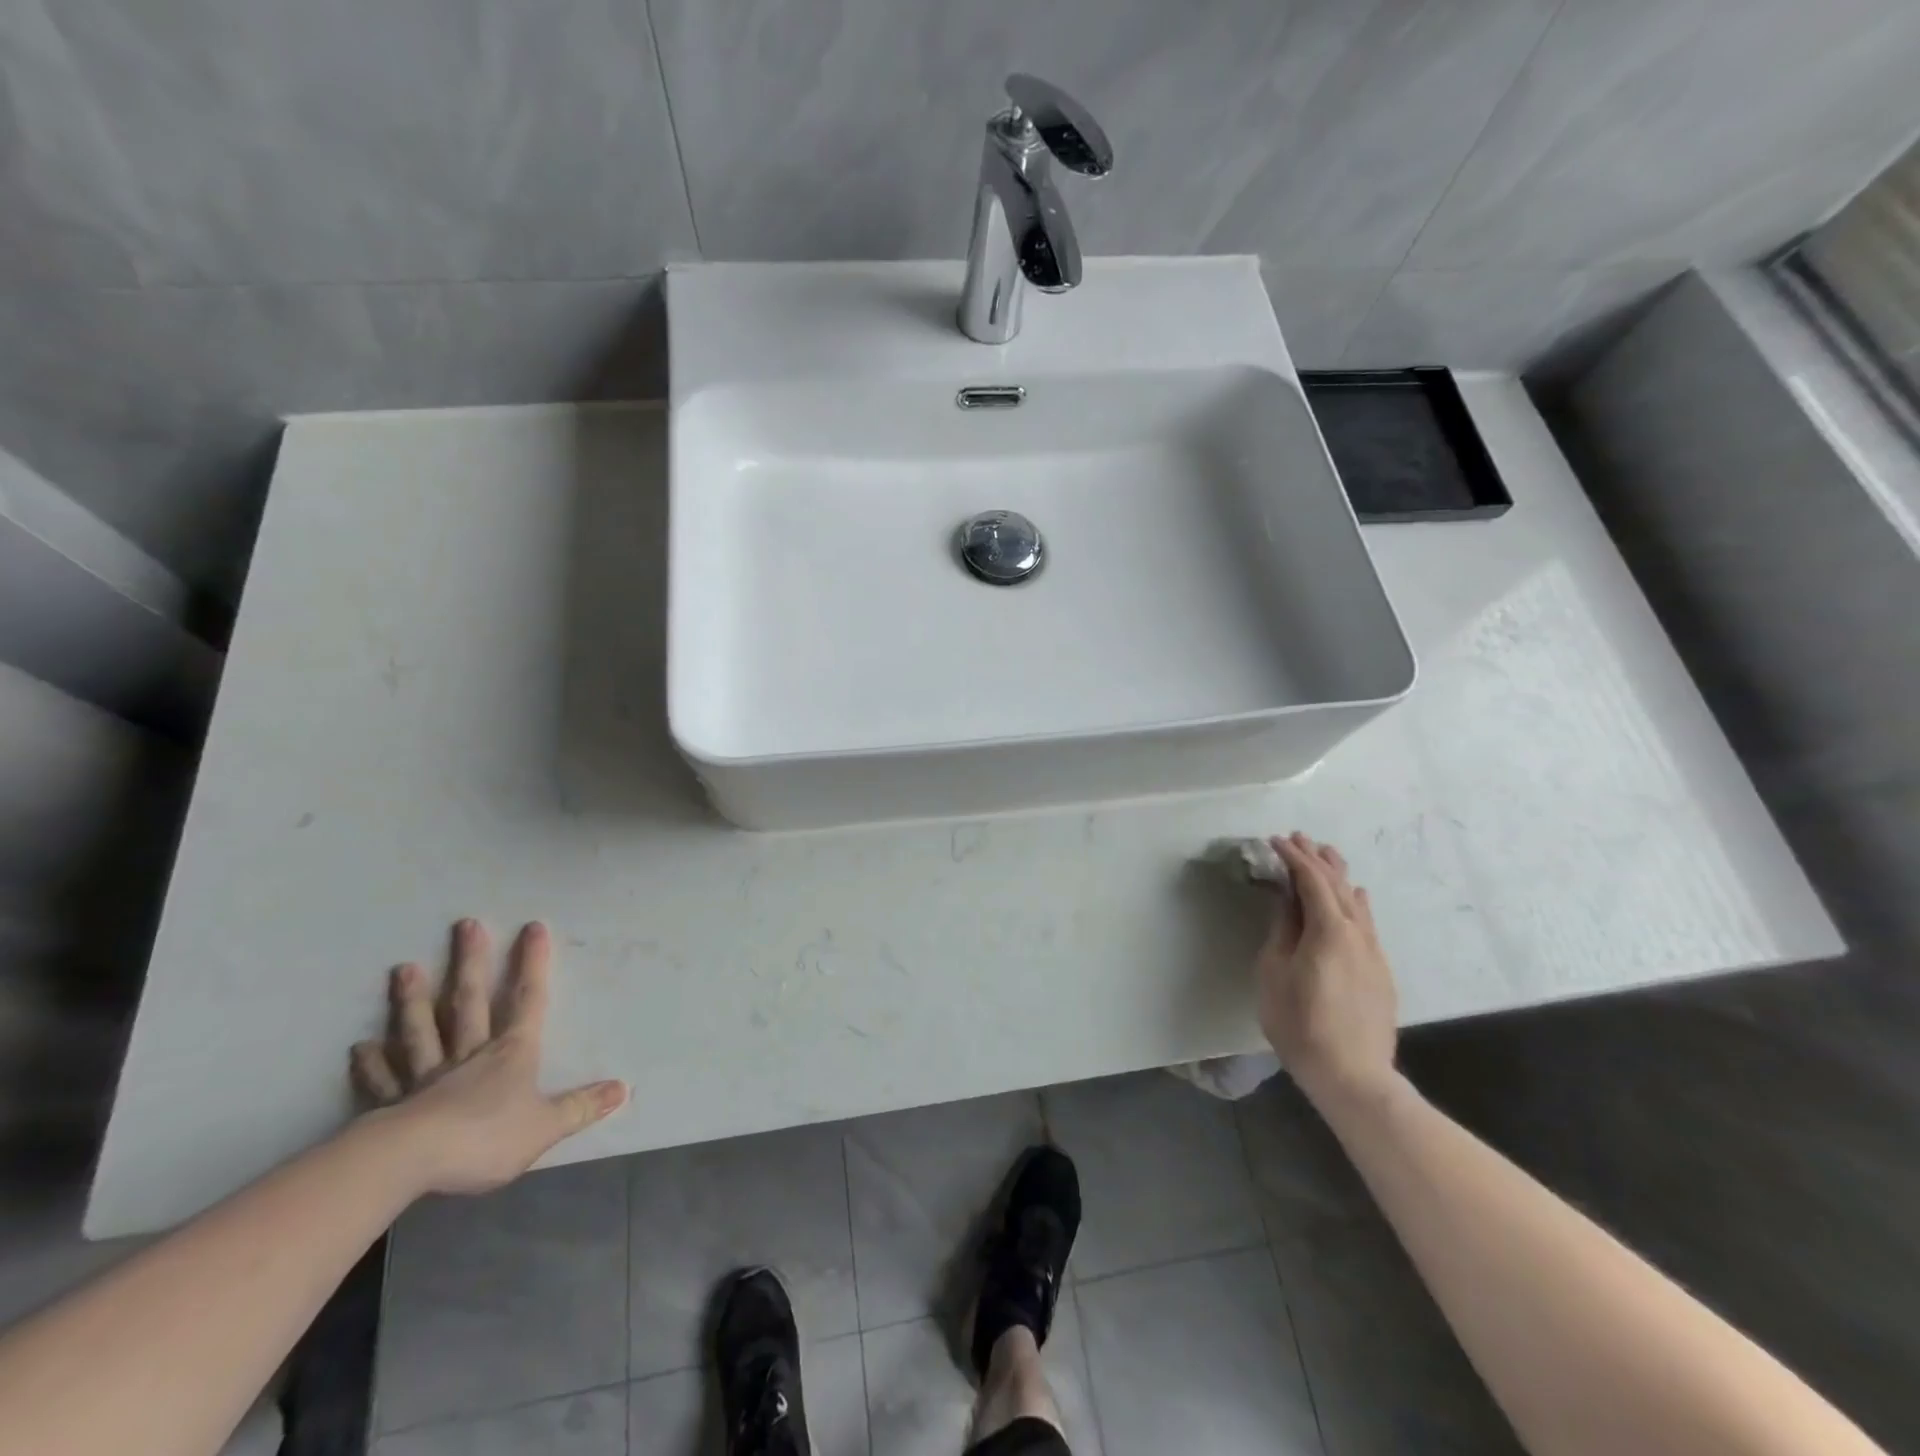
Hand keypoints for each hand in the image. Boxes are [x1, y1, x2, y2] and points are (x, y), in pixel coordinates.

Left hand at [350, 919, 626, 1195]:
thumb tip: (622, 1088)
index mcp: (510, 1054)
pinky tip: (361, 1047)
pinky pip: (383, 1079)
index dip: (532, 964)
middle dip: (471, 963)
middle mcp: (469, 1054)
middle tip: (465, 925)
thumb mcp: (545, 1126)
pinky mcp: (392, 1105)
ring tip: (404, 969)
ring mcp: (426, 1077)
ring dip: (414, 1000)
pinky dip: (372, 1063)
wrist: (408, 1163)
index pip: (528, 1000)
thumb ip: (581, 1106)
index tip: (532, 927)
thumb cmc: (484, 1138)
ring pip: (422, 1030)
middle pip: (470, 1002)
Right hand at [1256, 833, 1399, 1110]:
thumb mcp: (1275, 972)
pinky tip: (1353, 898)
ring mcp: (1373, 952)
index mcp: (1328, 929)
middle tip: (1298, 838)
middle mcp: (1357, 933)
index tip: (1274, 841)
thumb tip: (1286, 899)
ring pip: (1356, 901)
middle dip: (1317, 858)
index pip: (1311, 880)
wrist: (1352, 1074)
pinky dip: (1353, 901)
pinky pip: (1366, 922)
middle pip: (1337, 884)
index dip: (1293, 857)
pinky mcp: (1380, 971)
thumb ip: (1283, 930)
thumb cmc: (1300, 1022)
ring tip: (1325, 856)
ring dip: (1338, 875)